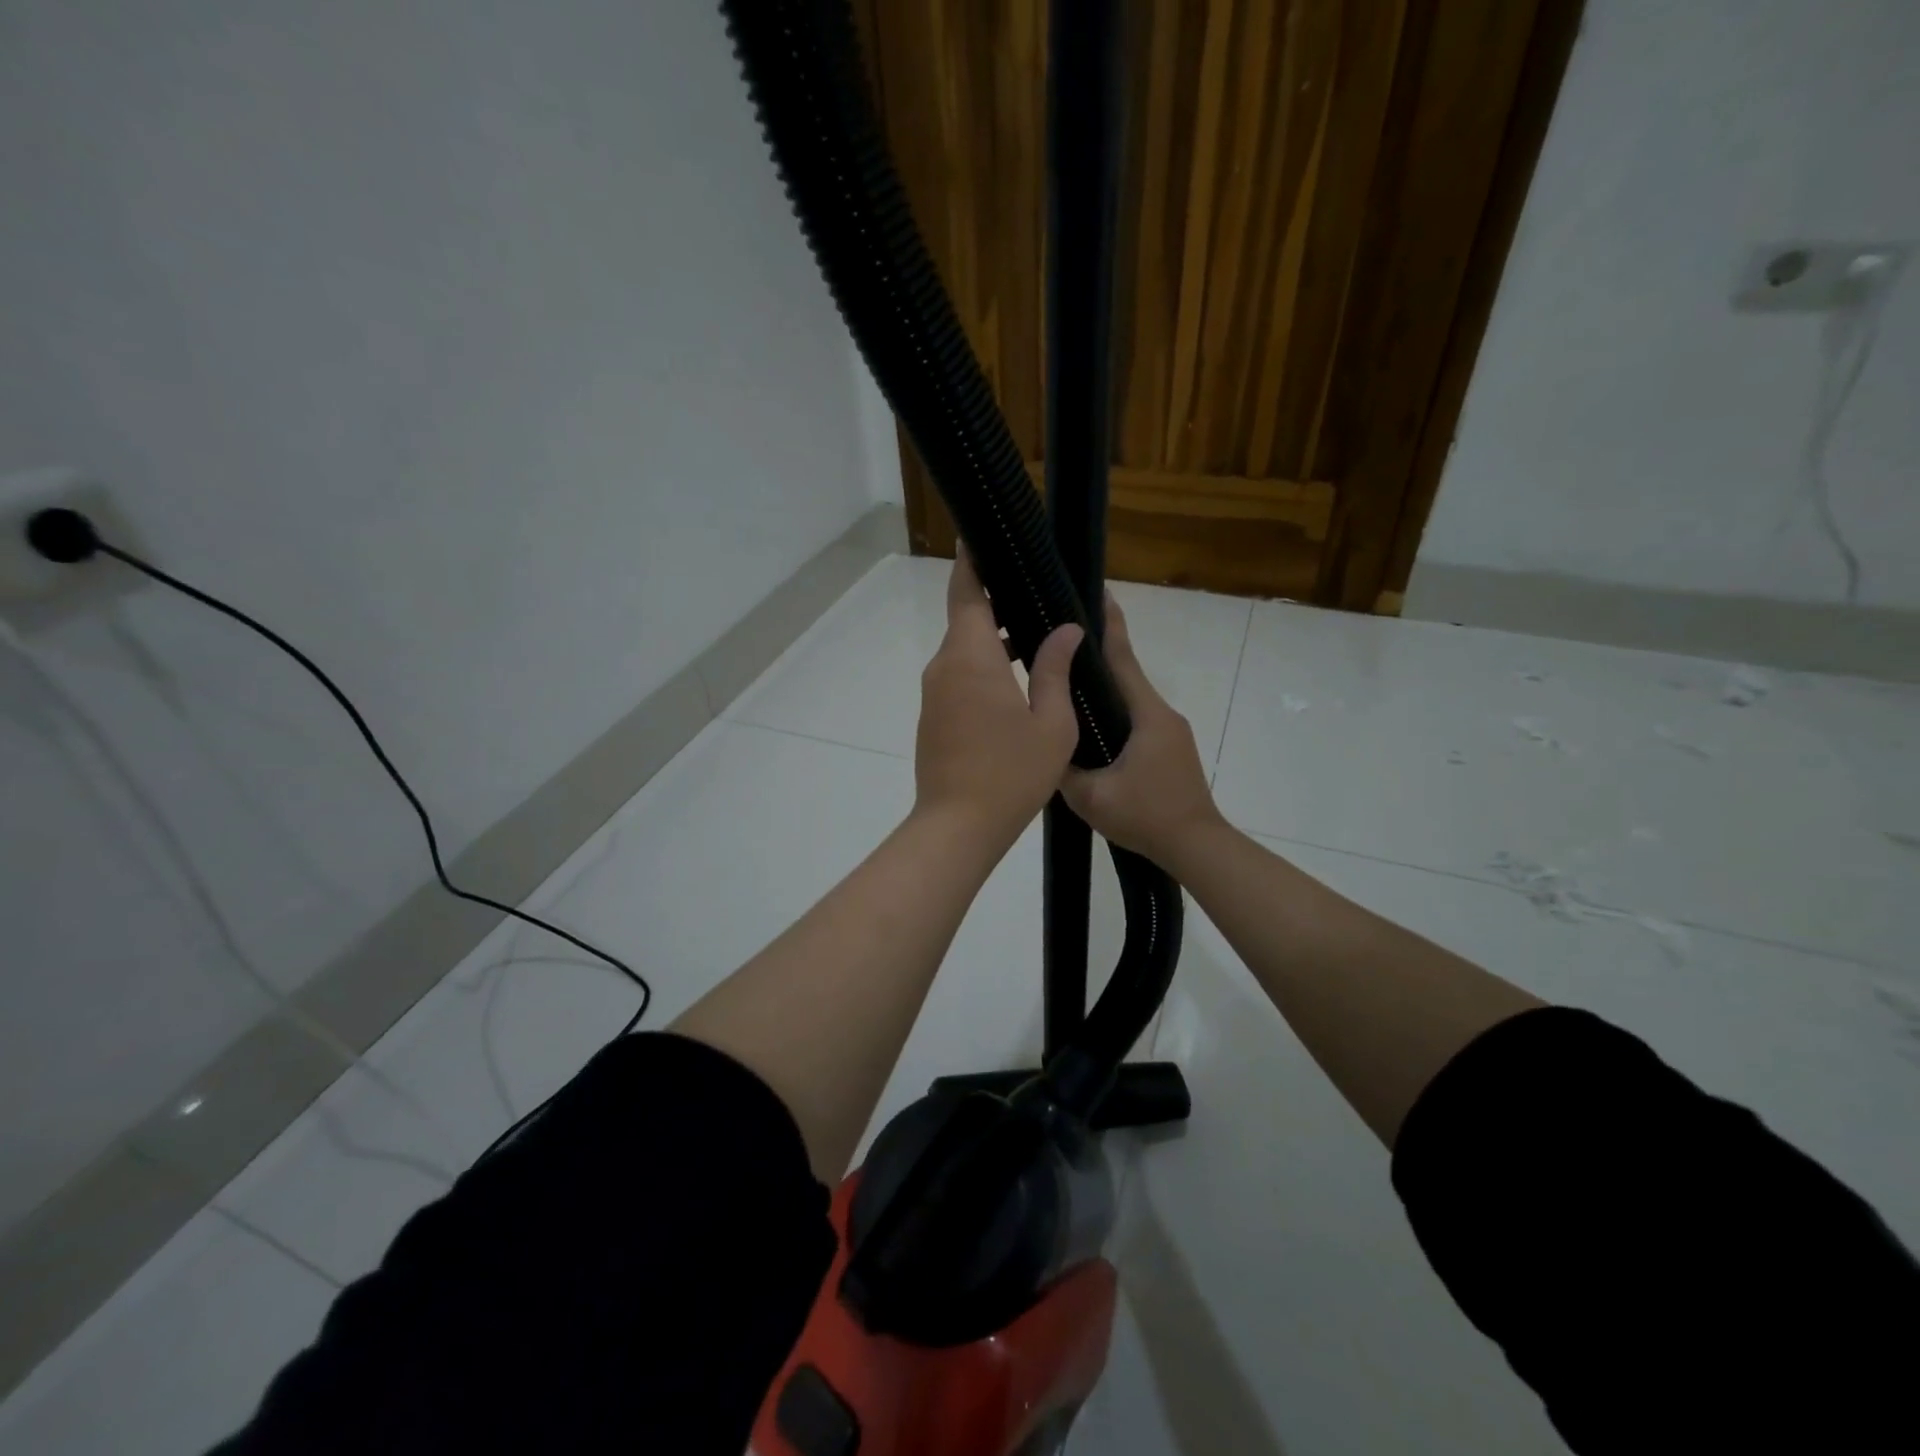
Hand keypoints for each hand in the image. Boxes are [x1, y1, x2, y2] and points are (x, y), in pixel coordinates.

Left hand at [914, 551, 1082, 851]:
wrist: (957, 827)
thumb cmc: (1010, 774)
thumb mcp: (1050, 723)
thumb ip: (1055, 669)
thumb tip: (1067, 629)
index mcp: (971, 657)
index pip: (965, 591)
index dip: (972, 561)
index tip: (984, 537)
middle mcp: (944, 666)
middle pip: (966, 618)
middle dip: (998, 602)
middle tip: (1039, 595)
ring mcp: (934, 693)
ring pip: (964, 650)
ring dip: (995, 640)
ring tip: (1039, 639)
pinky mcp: (933, 717)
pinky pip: (959, 677)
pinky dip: (984, 667)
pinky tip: (1017, 682)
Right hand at [1062, 593, 1222, 869]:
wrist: (1195, 846)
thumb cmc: (1146, 817)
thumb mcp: (1091, 797)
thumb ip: (1063, 767)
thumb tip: (1045, 744)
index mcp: (1146, 715)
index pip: (1122, 659)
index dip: (1107, 625)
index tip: (1095, 592)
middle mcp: (1161, 713)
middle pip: (1125, 672)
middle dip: (1097, 650)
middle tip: (1061, 634)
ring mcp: (1169, 731)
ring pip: (1130, 697)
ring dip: (1103, 683)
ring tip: (1067, 677)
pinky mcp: (1169, 748)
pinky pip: (1135, 718)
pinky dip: (1112, 709)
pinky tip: (1089, 721)